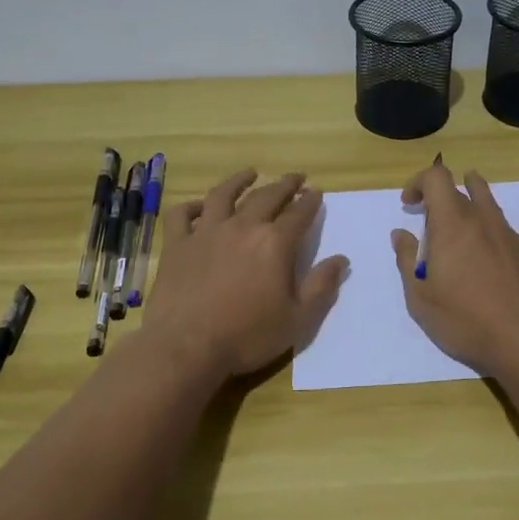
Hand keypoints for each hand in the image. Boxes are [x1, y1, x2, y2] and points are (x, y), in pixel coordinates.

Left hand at [142, 169, 348, 381]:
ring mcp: (206, 232)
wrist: (186, 346)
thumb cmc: (247, 336)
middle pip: (266, 196)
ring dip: (239, 181)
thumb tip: (341, 259)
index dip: (310, 201)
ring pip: (223, 195)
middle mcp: (242, 227)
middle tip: (295, 177)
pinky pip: (182, 215)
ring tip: (250, 173)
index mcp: (275, 243)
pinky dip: (190, 207)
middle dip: (284, 184)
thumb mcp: (297, 319)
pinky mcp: (177, 245)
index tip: (316, 192)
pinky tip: (198, 206)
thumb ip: (321, 286)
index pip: (299, 213)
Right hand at [389, 163, 518, 374]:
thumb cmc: (465, 320)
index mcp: (451, 225)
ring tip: (471, 186)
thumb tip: (400, 234)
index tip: (409, 203)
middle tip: (431, 218)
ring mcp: (510, 234)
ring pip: (492, 200)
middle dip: (441, 197)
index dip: (419, 182)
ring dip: (477, 190)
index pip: (435, 179)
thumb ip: (407, 261)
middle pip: (460, 191)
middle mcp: (481, 220)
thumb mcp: (420, 297)